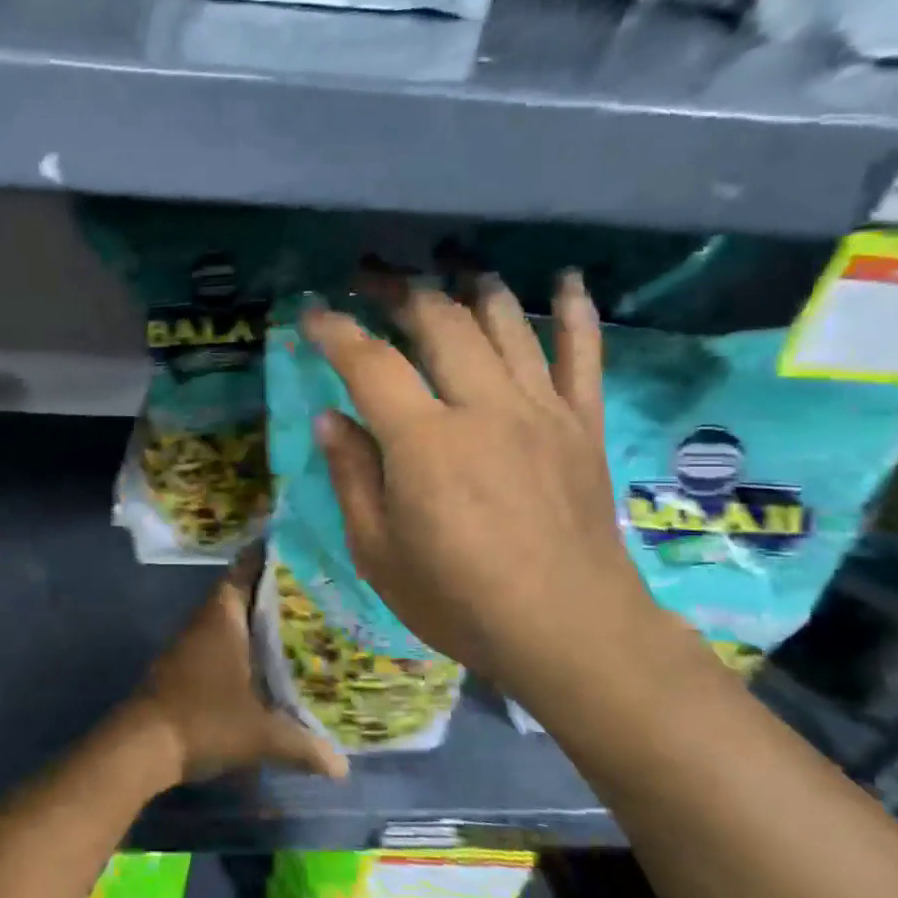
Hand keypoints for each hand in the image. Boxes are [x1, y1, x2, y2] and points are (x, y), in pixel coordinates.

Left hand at [121, 556, 348, 784]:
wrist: (142, 746)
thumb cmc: (204, 721)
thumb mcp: (261, 735)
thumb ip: (304, 745)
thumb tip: (343, 767)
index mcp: (223, 616)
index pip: (247, 568)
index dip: (272, 555)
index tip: (304, 547)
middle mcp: (206, 620)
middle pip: (243, 591)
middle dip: (277, 589)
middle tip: (320, 589)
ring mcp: (191, 643)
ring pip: (232, 618)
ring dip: (260, 618)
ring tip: (304, 622)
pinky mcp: (185, 665)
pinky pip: (222, 640)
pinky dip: (245, 643)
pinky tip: (270, 661)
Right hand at [302, 272, 672, 708]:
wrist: (570, 631)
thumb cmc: (459, 600)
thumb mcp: (378, 552)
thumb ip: (352, 477)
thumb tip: (330, 419)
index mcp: (426, 442)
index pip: (371, 363)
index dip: (336, 332)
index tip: (313, 313)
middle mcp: (485, 408)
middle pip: (440, 322)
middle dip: (398, 289)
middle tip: (370, 275)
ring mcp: (542, 411)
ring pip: (507, 324)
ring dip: (471, 286)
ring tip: (447, 266)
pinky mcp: (583, 425)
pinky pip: (583, 355)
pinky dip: (574, 312)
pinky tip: (566, 280)